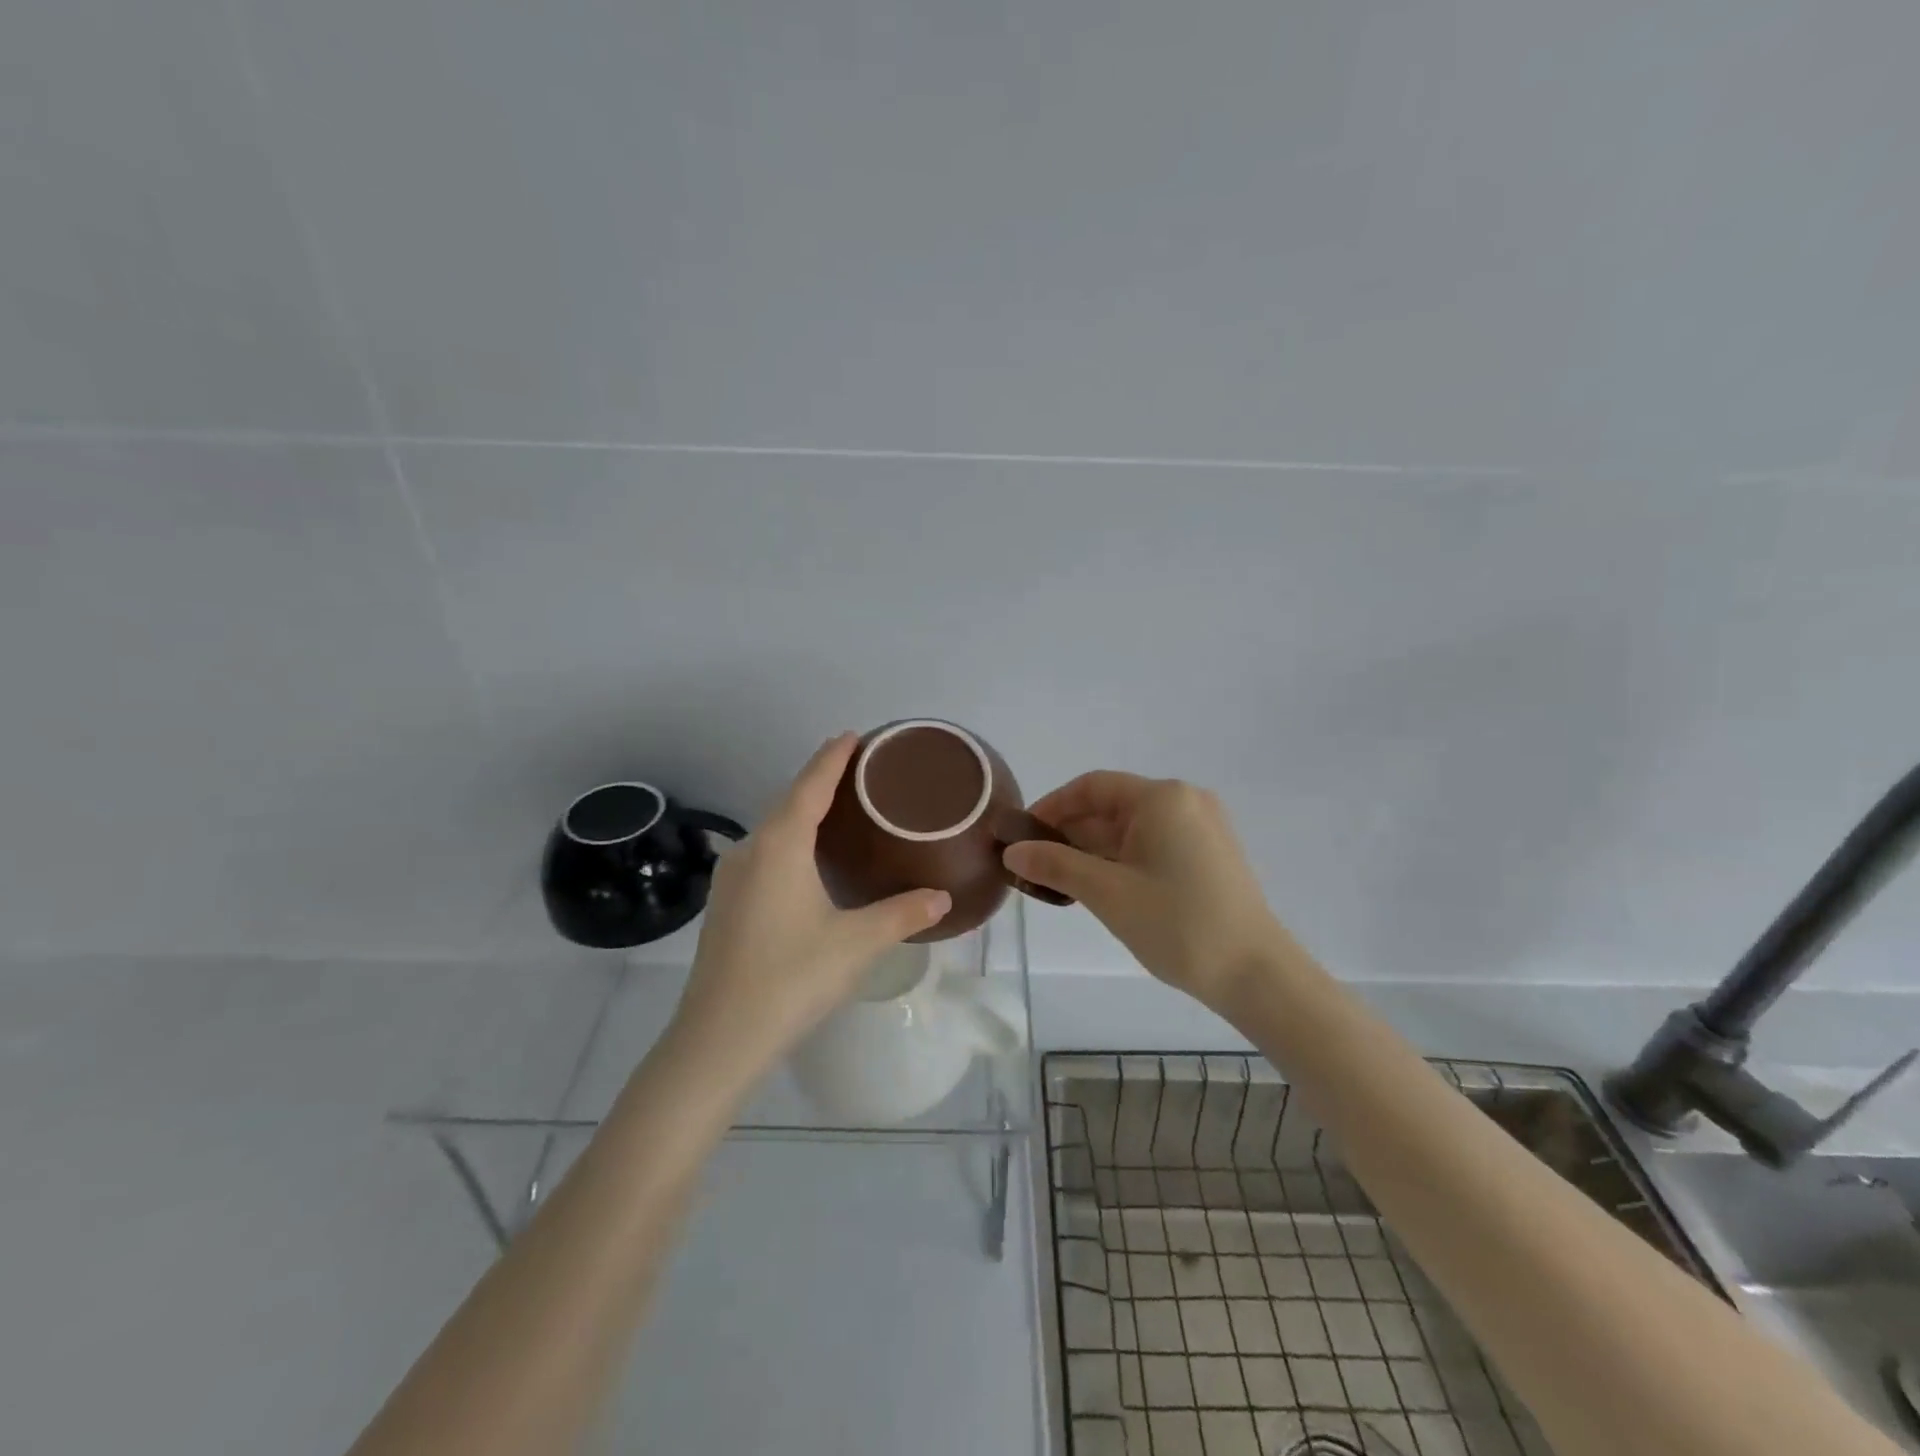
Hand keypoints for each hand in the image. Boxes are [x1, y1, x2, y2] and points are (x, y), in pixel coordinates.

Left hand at [671, 734, 951, 1076]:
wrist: (718, 1038)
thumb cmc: (791, 978)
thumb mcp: (856, 943)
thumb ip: (902, 914)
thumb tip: (942, 899)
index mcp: (780, 845)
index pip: (811, 785)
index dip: (833, 757)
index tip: (854, 735)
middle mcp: (751, 849)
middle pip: (789, 801)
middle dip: (820, 780)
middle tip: (859, 771)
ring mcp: (731, 877)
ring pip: (772, 829)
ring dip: (802, 812)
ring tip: (837, 810)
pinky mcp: (725, 903)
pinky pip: (763, 853)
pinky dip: (789, 840)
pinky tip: (805, 860)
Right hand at [1003, 773, 1281, 1011]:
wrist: (1257, 975)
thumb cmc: (1178, 924)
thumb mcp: (1108, 893)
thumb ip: (1056, 865)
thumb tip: (1012, 852)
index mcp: (1162, 797)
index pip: (1092, 787)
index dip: (1051, 807)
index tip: (1021, 835)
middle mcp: (1185, 801)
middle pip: (1111, 807)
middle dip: (1070, 833)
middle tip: (1034, 865)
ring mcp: (1201, 828)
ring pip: (1131, 829)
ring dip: (1092, 851)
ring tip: (1058, 882)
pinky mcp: (1209, 855)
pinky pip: (1152, 846)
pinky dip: (1120, 861)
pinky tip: (1098, 888)